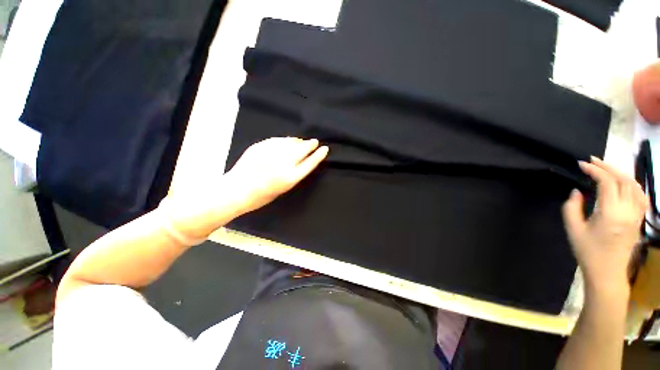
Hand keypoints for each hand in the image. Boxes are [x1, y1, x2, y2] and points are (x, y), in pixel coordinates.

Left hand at [225, 137, 328, 213]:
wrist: (236, 191)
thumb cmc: (261, 196)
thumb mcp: (282, 189)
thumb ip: (292, 174)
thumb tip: (298, 159)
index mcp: (290, 178)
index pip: (310, 163)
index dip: (318, 155)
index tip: (325, 149)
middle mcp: (283, 164)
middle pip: (302, 150)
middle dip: (310, 145)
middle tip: (314, 142)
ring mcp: (271, 153)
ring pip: (290, 142)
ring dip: (298, 141)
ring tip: (301, 141)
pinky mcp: (260, 147)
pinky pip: (277, 140)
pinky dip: (284, 140)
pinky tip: (286, 141)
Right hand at [562, 157, 647, 295]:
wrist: (607, 272)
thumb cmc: (587, 251)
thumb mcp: (573, 229)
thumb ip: (572, 207)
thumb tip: (577, 191)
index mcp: (611, 213)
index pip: (607, 183)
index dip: (595, 170)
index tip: (581, 164)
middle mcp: (628, 211)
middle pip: (623, 180)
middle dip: (607, 166)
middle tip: (592, 160)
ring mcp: (636, 215)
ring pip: (634, 185)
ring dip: (621, 173)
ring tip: (607, 168)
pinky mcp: (639, 219)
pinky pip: (641, 196)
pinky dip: (632, 184)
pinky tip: (625, 182)